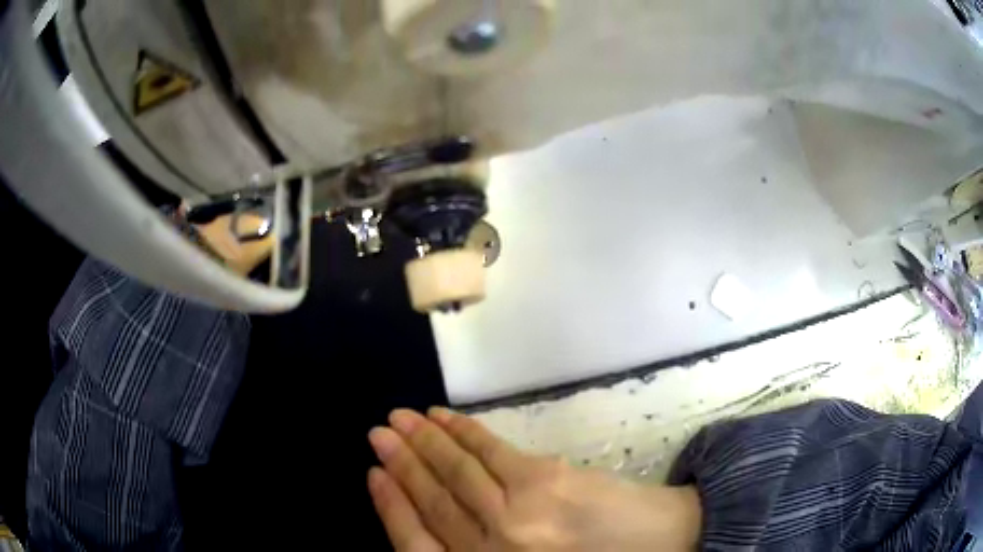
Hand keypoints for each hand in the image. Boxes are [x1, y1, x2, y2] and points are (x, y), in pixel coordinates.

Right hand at [367, 408, 700, 550]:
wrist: (659, 546)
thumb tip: (437, 516)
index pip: (417, 544)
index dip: (390, 507)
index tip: (371, 475)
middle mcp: (492, 550)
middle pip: (433, 502)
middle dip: (400, 465)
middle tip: (376, 434)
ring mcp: (517, 515)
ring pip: (456, 473)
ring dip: (423, 443)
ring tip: (399, 419)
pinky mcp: (544, 480)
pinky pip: (489, 452)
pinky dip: (463, 432)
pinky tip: (442, 418)